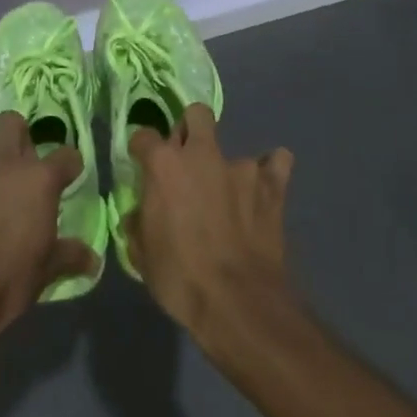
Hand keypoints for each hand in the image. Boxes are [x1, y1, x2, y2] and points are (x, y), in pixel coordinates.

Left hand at [0, 113, 98, 346]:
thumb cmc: (9, 283)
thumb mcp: (47, 271)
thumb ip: (70, 256)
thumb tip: (94, 260)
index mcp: (37, 182)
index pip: (65, 157)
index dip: (69, 164)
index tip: (70, 173)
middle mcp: (1, 168)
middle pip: (9, 124)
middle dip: (15, 131)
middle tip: (18, 152)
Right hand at [122, 103, 296, 355]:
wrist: (237, 301)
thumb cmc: (180, 278)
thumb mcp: (143, 254)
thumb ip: (140, 223)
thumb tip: (141, 214)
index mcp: (164, 165)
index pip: (144, 136)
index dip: (142, 150)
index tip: (143, 164)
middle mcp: (202, 154)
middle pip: (196, 115)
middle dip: (190, 129)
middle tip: (188, 160)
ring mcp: (240, 166)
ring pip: (235, 148)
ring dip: (228, 168)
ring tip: (231, 195)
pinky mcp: (272, 184)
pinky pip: (276, 164)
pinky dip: (271, 172)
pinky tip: (265, 189)